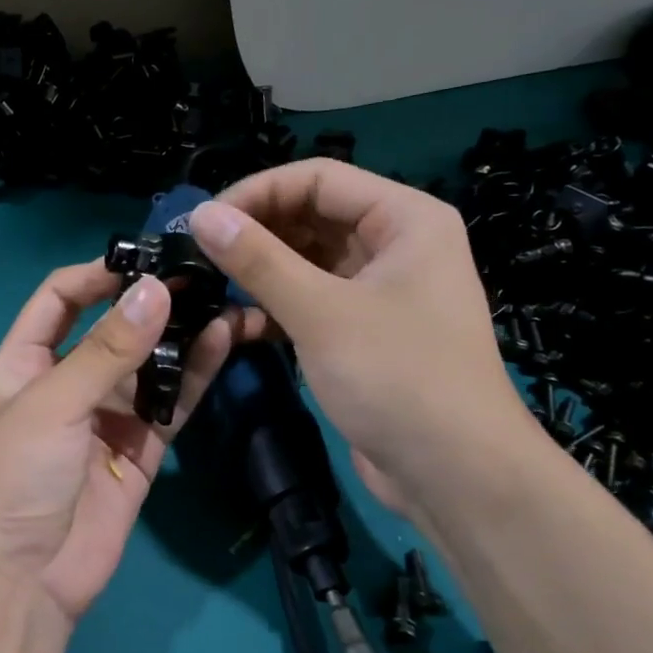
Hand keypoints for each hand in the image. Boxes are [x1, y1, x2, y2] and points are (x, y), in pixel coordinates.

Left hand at [0, 262, 236, 619]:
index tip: (148, 257)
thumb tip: (157, 289)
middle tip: (204, 274)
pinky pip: (170, 403)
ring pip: (150, 364)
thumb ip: (107, 349)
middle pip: (113, 328)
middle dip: (153, 302)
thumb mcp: (53, 404)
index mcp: (25, 362)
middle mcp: (67, 381)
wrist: (23, 580)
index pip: (60, 298)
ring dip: (183, 335)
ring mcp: (106, 416)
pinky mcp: (140, 448)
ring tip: (227, 301)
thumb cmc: (14, 479)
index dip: (98, 274)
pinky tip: (223, 342)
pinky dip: (194, 375)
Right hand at [189, 160, 536, 511]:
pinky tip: (238, 325)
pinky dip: (275, 308)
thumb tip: (200, 214)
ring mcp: (379, 291)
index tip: (204, 221)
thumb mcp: (320, 311)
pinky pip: (310, 301)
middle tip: (199, 254)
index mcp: (404, 219)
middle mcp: (394, 245)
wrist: (453, 474)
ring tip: (210, 286)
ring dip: (260, 273)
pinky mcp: (361, 332)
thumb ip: (258, 259)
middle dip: (256, 233)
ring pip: (306, 262)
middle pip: (311, 216)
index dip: (257, 192)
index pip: (318, 178)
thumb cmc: (397, 376)